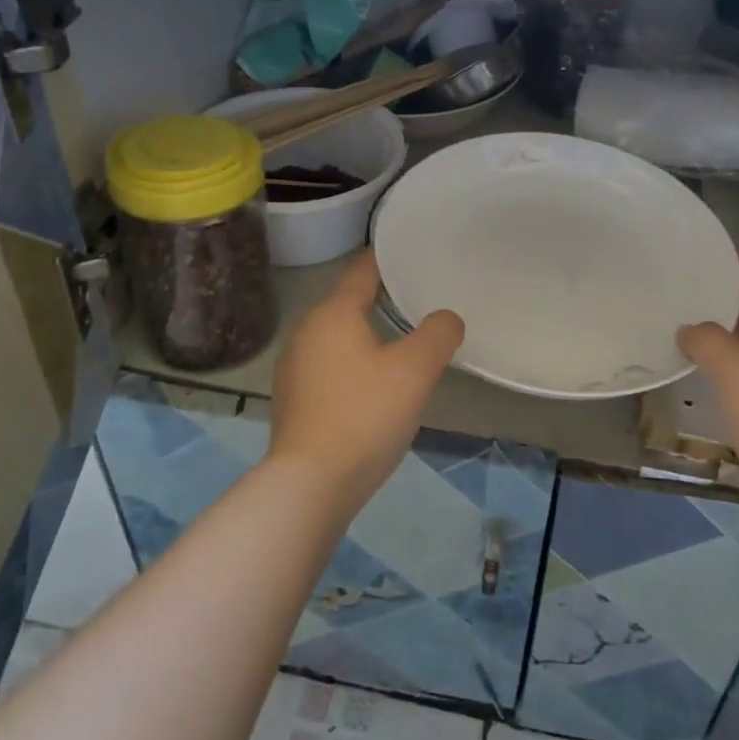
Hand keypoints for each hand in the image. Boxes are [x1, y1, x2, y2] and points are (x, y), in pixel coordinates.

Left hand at [269, 250, 464, 510]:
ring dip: (365, 335)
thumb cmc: (364, 415)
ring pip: (337, 337)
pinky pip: (328, 366)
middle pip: (347, 303)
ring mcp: (294, 368)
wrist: (309, 486)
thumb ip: (437, 334)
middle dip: (379, 299)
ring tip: (399, 342)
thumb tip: (446, 318)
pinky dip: (351, 364)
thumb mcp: (414, 371)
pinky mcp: (292, 400)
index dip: (386, 260)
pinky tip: (371, 385)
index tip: (409, 253)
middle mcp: (306, 332)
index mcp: (333, 314)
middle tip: (417, 300)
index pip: (362, 271)